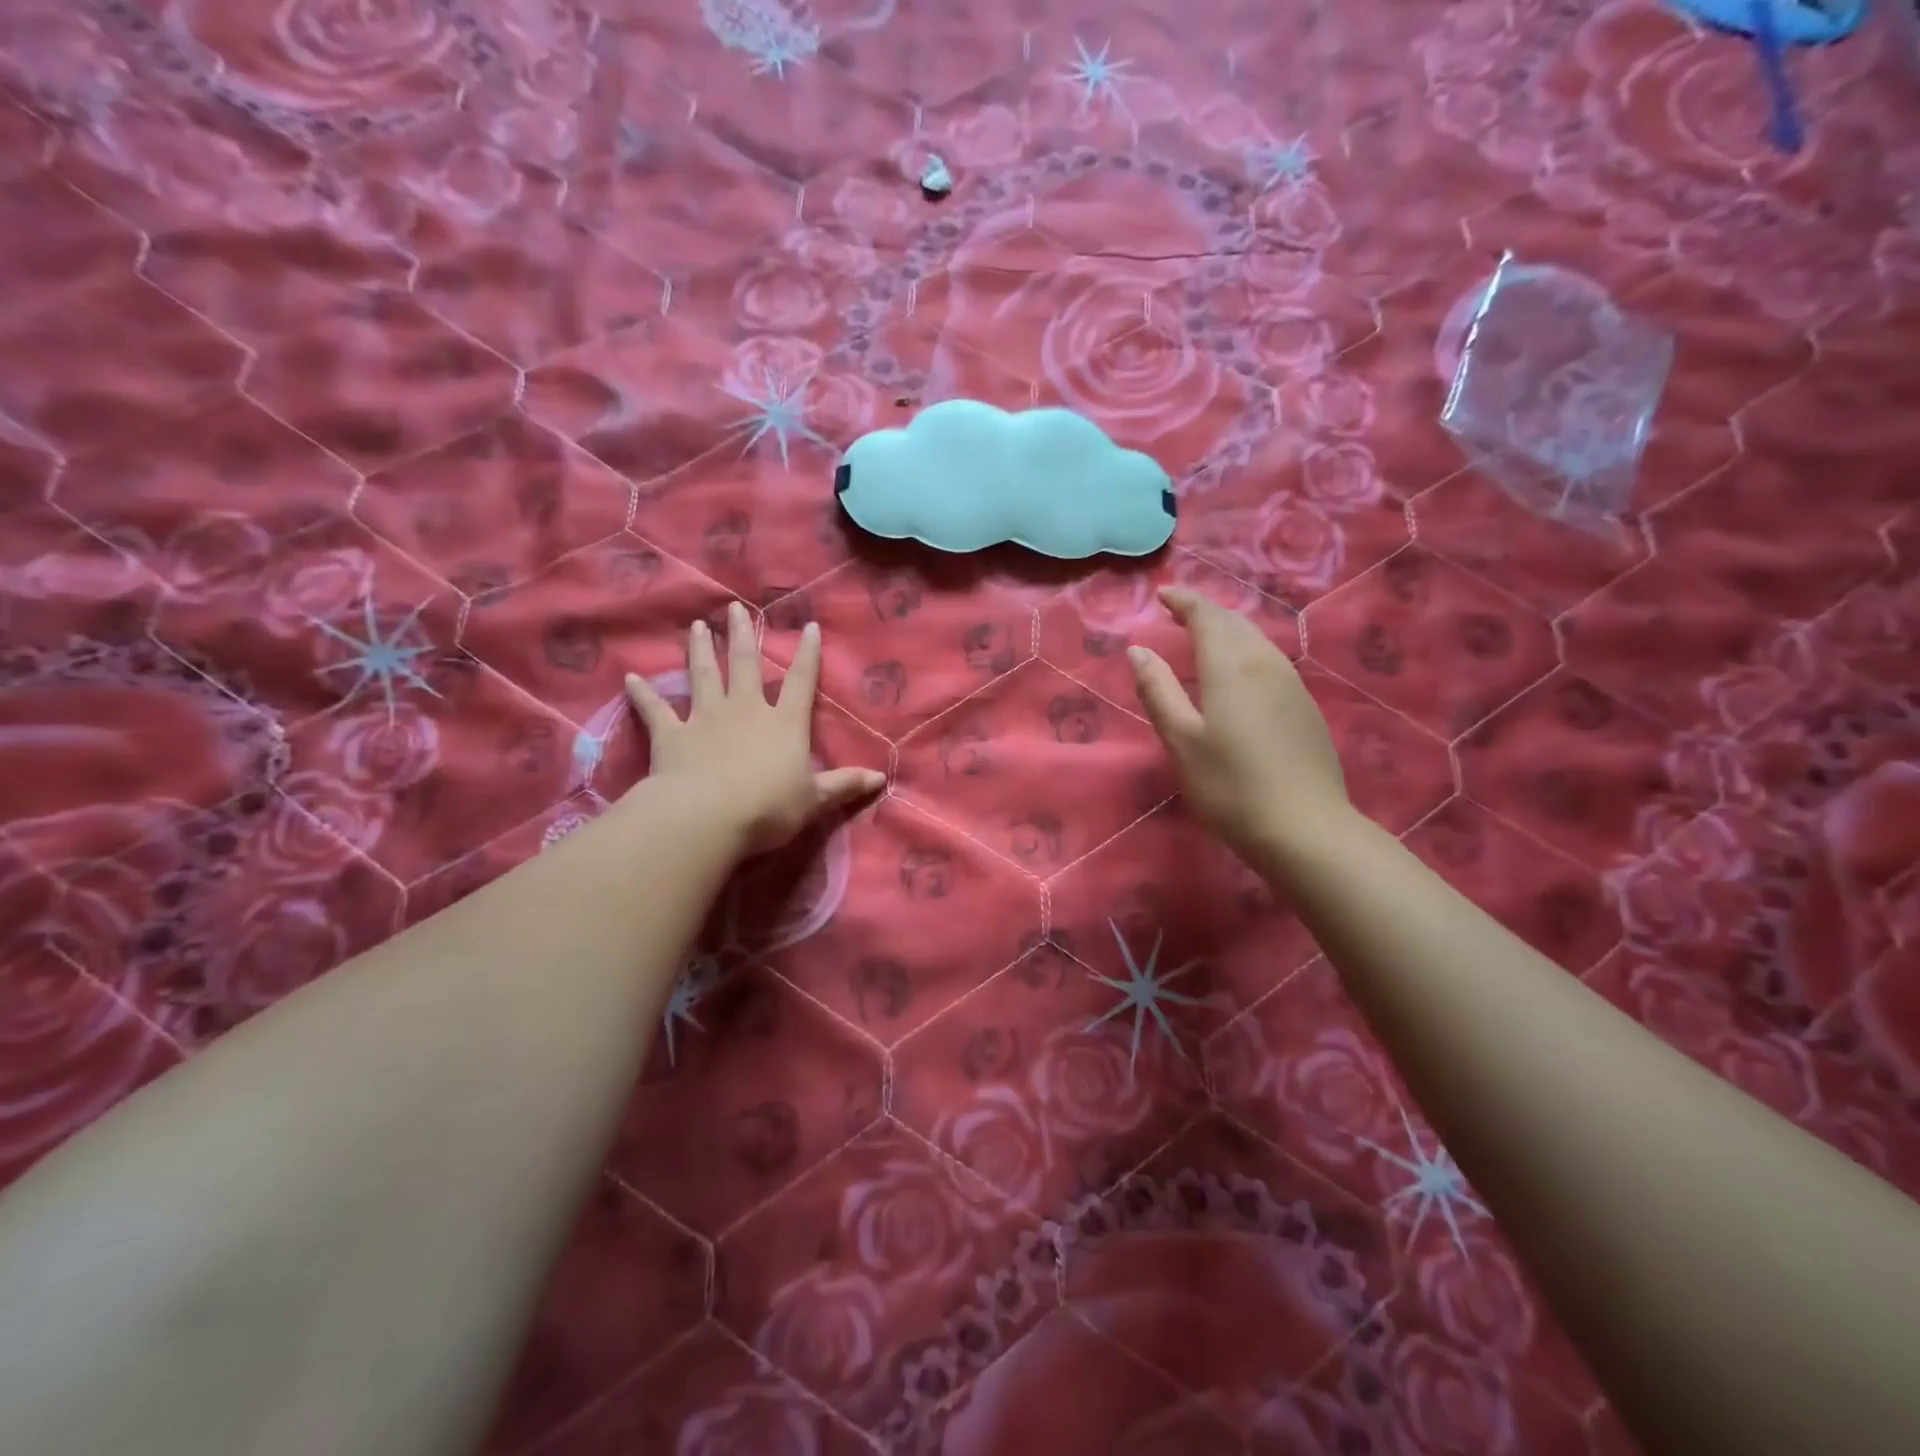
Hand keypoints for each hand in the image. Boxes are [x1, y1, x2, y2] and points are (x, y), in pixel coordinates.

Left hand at [625, 602, 884, 856]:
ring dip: (700, 650)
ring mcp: (705, 718)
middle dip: (742, 635)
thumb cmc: (769, 807)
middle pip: (744, 665)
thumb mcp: (814, 800)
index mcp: (783, 723)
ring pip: (703, 675)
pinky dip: (643, 694)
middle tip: (735, 609)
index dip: (807, 655)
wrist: (708, 817)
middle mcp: (745, 710)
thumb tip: (880, 779)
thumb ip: (844, 785)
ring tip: (697, 627)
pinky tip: (629, 678)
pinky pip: (655, 710)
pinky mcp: (672, 735)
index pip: (800, 681)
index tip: (808, 627)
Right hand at [1127, 587, 1350, 860]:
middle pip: (1235, 623)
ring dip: (1229, 630)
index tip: (1164, 595)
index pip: (1207, 616)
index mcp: (1231, 666)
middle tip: (1180, 613)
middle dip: (1206, 612)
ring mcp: (1292, 684)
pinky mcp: (1306, 707)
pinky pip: (1271, 661)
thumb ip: (1158, 690)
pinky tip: (1240, 672)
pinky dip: (1247, 652)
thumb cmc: (1229, 786)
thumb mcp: (1181, 740)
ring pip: (1257, 640)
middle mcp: (1265, 663)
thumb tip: (1138, 650)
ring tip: (1206, 637)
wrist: (1305, 828)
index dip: (1184, 601)